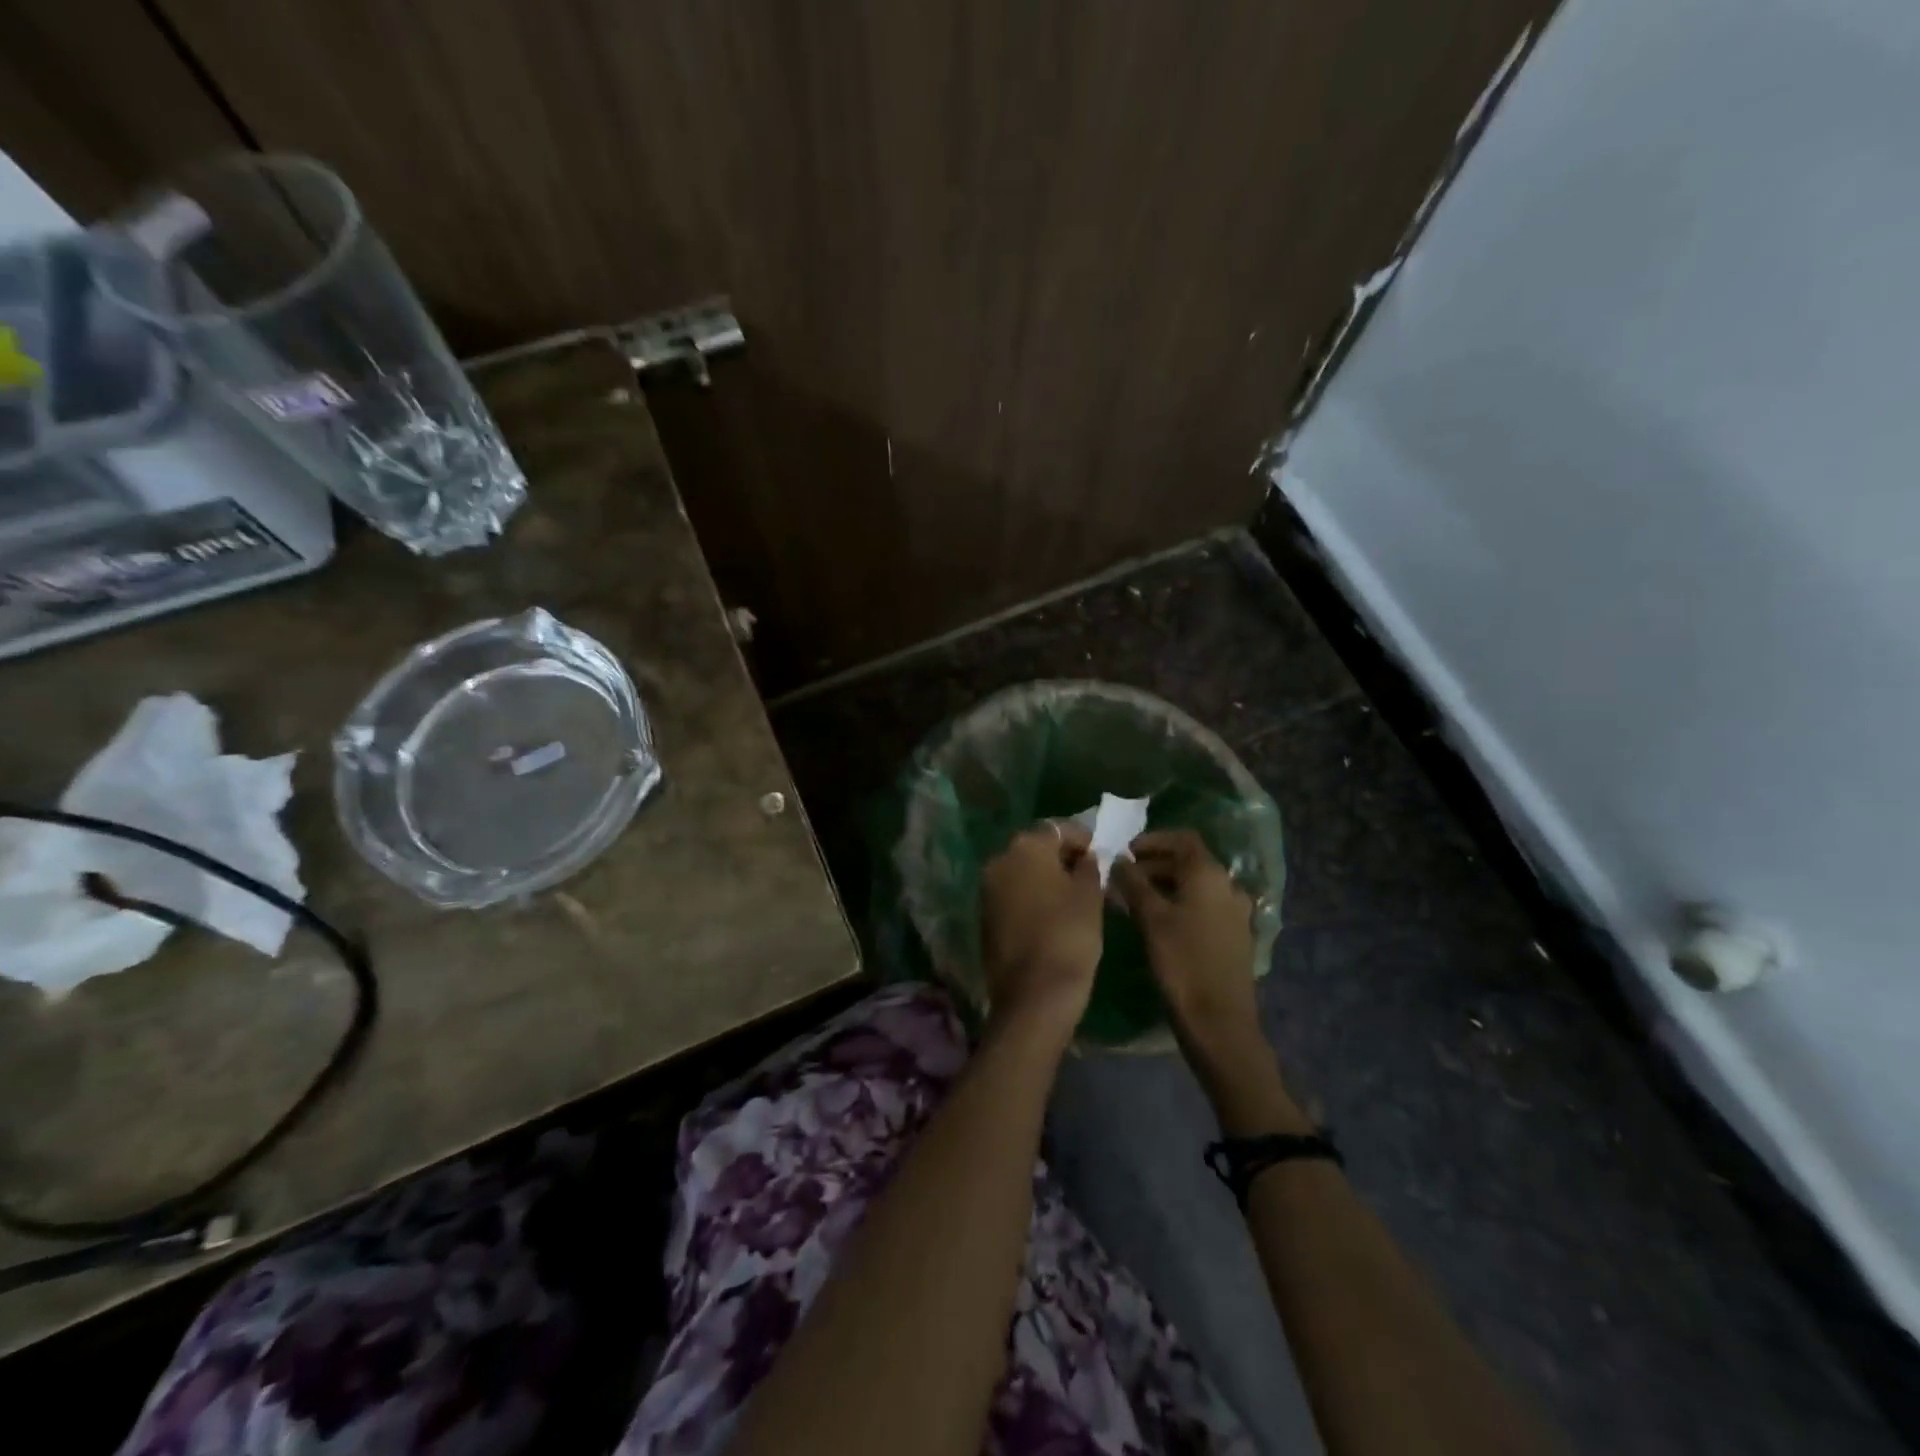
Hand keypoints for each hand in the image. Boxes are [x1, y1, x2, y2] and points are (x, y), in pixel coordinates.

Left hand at [980, 821, 1103, 1036]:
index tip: (1104, 856)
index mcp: (1025, 847)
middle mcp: (999, 860)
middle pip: (1037, 849)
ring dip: (1047, 878)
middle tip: (1092, 877)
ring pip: (1024, 873)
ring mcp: (987, 889)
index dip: (1084, 840)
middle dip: (1063, 859)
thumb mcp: (1090, 896)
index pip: (1059, 829)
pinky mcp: (985, 916)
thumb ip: (1090, 867)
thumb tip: (1086, 857)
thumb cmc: (1069, 936)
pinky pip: (1014, 895)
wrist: (1033, 995)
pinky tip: (1054, 916)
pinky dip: (1033, 898)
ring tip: (1077, 898)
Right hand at [1112, 830, 1259, 1056]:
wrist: (1218, 1022)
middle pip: (1189, 862)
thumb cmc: (1182, 962)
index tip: (1125, 851)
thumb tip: (1117, 860)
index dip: (1153, 840)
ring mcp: (1234, 913)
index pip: (1183, 839)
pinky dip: (1178, 904)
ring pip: (1194, 886)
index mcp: (1210, 875)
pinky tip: (1155, 923)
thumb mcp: (1150, 919)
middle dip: (1153, 865)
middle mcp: (1228, 887)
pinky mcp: (1233, 937)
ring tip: (1132, 901)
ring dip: (1164, 886)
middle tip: (1122, 879)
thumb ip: (1133, 883)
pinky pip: (1202, 907)